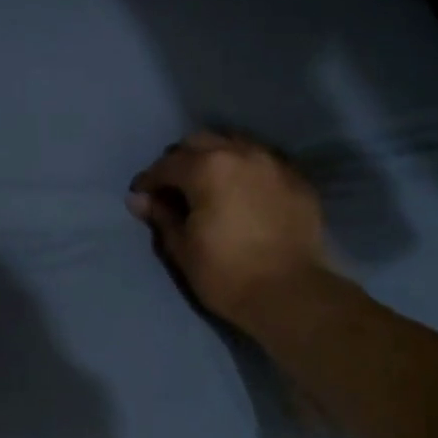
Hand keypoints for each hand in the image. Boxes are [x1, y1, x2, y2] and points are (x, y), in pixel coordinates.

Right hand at [128, 130, 337, 332]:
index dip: (149, 180)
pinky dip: (247, 171)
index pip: (167, 165)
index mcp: (207, 168)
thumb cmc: (226, 274)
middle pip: (201, 142)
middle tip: (175, 188)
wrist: (290, 295)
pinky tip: (244, 193)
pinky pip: (264, 163)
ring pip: (236, 145)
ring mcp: (274, 164)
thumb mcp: (182, 248)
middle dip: (182, 160)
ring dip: (217, 158)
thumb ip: (161, 216)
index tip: (142, 196)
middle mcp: (241, 154)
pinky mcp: (299, 181)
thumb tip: (139, 199)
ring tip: (210, 185)